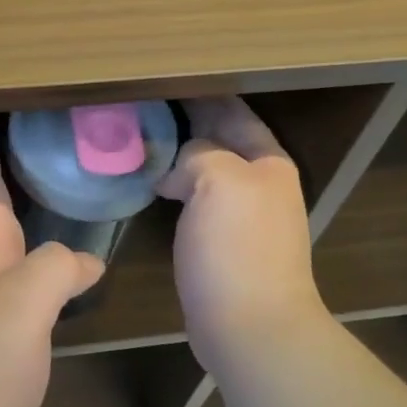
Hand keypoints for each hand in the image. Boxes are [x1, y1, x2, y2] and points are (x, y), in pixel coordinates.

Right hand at [158, 97, 324, 374]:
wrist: (251, 328)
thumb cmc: (238, 247)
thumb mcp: (219, 179)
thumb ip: (200, 154)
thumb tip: (178, 170)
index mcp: (267, 162)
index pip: (233, 112)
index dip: (203, 94)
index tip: (166, 78)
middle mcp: (259, 183)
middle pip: (219, 139)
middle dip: (186, 121)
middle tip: (143, 104)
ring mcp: (242, 215)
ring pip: (204, 170)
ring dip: (177, 154)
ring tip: (139, 137)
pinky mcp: (222, 243)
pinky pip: (195, 199)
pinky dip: (174, 185)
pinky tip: (149, 182)